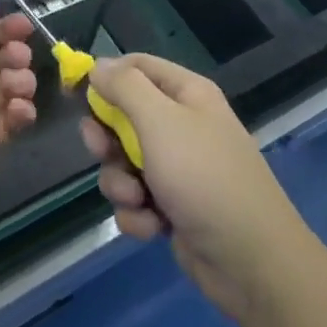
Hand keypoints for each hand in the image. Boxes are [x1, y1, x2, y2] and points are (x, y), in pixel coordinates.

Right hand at [82, 55, 310, 321]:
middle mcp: (182, 125)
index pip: (136, 66)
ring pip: (123, 162)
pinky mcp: (173, 207)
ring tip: (137, 199)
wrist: (251, 261)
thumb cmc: (204, 177)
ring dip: (120, 183)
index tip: (75, 93)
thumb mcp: (160, 121)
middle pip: (123, 116)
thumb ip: (125, 88)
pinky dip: (137, 213)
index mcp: (186, 94)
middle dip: (107, 138)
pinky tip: (153, 226)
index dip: (105, 76)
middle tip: (102, 151)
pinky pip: (136, 199)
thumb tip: (98, 65)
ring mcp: (178, 168)